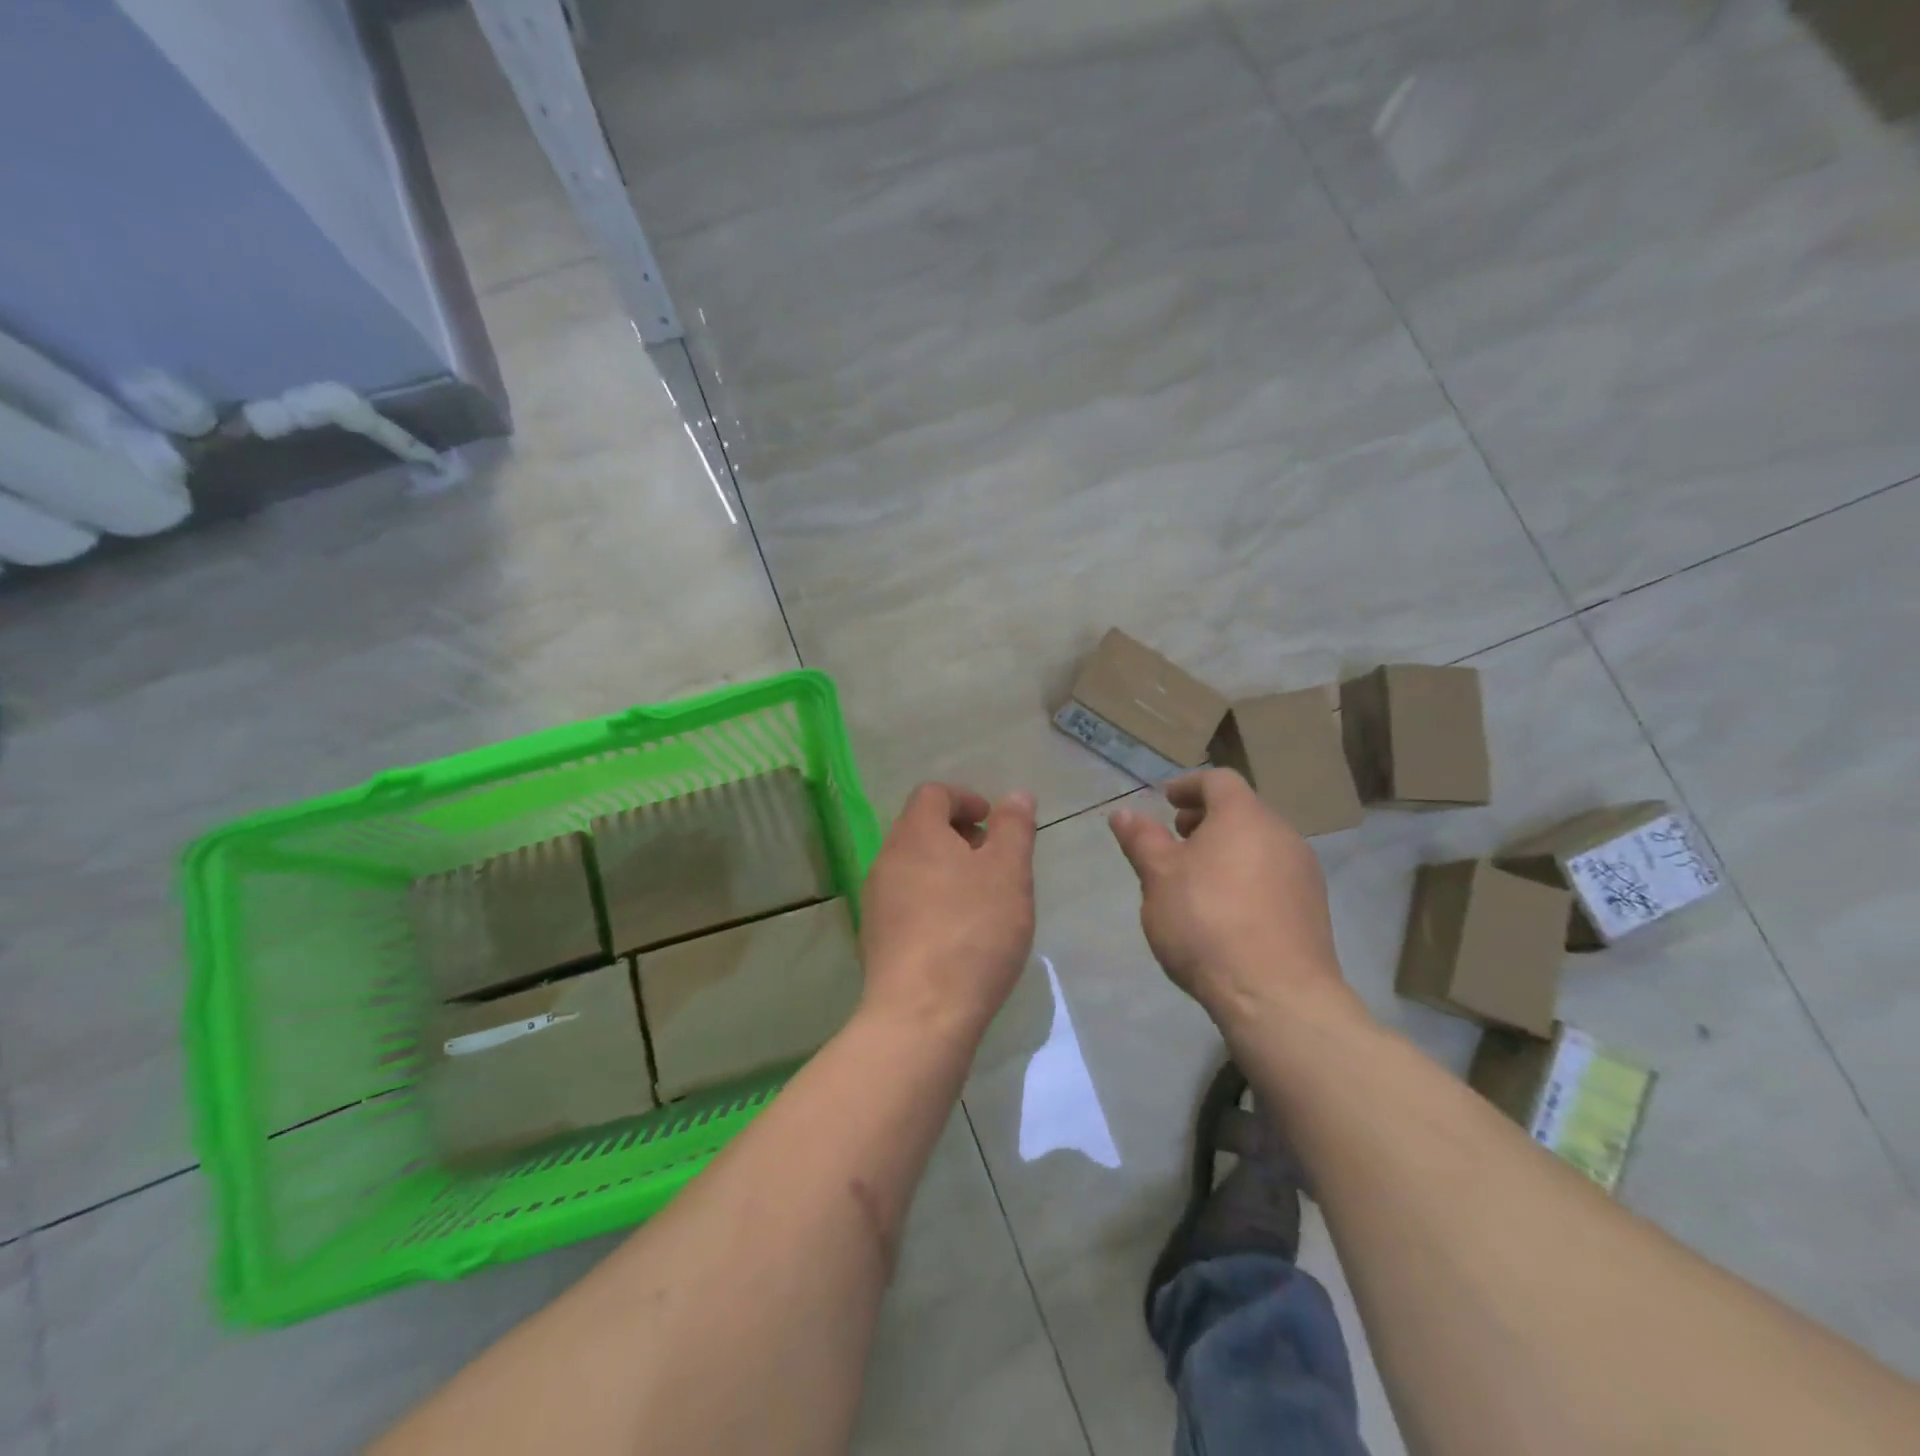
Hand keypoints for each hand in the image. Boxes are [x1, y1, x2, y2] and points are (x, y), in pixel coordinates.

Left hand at [858, 783, 1037, 1042]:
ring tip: (981, 899)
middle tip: (993, 860)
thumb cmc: (973, 931)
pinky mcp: (875, 938)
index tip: (993, 822)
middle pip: (920, 829)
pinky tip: (958, 934)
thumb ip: (1014, 828)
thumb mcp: (1009, 872)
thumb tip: (1016, 795)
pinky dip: (932, 901)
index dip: (966, 798)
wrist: (921, 1013)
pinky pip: (906, 902)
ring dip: (946, 869)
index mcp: (916, 834)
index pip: (933, 794)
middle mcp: (887, 859)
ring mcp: (876, 901)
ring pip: (913, 867)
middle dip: (958, 835)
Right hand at [1108, 769, 1353, 1034]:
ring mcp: (1304, 872)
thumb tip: (1123, 814)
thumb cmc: (1207, 922)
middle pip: (1242, 811)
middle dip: (1206, 819)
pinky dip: (1247, 876)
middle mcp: (1282, 834)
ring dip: (1227, 850)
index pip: (1218, 780)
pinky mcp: (1313, 909)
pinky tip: (1227, 911)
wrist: (1276, 995)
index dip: (1189, 785)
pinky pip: (1274, 875)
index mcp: (1244, 816)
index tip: (1166, 801)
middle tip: (1177, 840)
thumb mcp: (1159, 878)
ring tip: (1197, 879)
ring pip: (1260, 844)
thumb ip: (1142, 840)